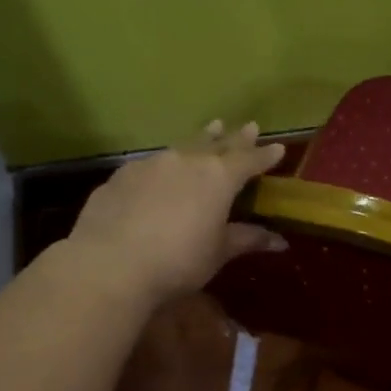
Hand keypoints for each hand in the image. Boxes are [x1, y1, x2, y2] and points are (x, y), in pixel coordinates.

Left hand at [65, 121, 286, 305]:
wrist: (110, 264)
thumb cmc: (178, 261)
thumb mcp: (218, 253)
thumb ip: (247, 239)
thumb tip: (280, 242)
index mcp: (218, 178)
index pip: (249, 160)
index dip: (265, 156)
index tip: (278, 148)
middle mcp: (186, 161)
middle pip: (216, 144)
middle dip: (234, 137)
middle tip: (248, 126)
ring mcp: (151, 164)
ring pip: (182, 147)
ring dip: (200, 140)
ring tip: (210, 130)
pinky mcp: (121, 176)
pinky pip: (152, 164)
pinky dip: (166, 165)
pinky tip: (162, 171)